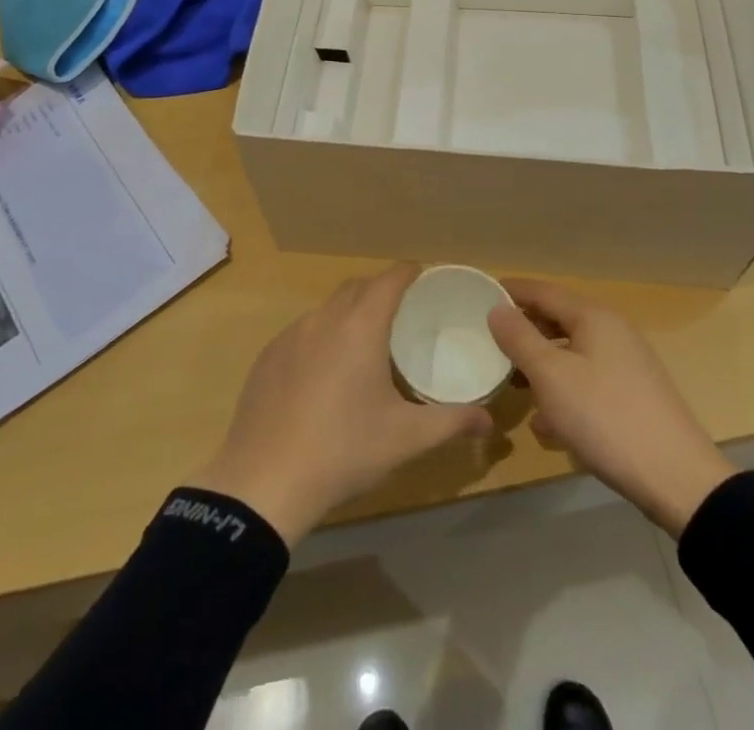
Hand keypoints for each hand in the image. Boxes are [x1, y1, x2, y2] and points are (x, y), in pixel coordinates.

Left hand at [190, 264, 492, 545]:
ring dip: (348, 313)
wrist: (264, 481)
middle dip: (380, 290)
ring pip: (327, 308)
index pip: (389, 279)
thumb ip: (451, 423)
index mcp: (360, 326)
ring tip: (365, 344)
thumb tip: (489, 421)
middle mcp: (324, 319)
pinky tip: (324, 374)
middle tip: (401, 313)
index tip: (424, 276)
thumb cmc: (343, 450)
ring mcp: (290, 335)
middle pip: (357, 287)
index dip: (408, 272)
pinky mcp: (268, 356)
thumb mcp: (405, 438)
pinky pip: (302, 331)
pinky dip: (321, 336)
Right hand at [488, 279, 735, 537]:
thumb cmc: (606, 418)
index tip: (479, 295)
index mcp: (593, 317)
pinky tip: (546, 425)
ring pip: (572, 354)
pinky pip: (587, 382)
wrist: (678, 480)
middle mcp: (612, 332)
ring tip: (513, 383)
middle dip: (524, 331)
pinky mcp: (633, 397)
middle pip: (558, 320)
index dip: (511, 291)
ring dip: (541, 365)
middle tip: (490, 342)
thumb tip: (497, 309)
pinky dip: (563, 392)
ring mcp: (626, 365)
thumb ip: (520, 339)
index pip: (543, 291)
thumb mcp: (552, 377)